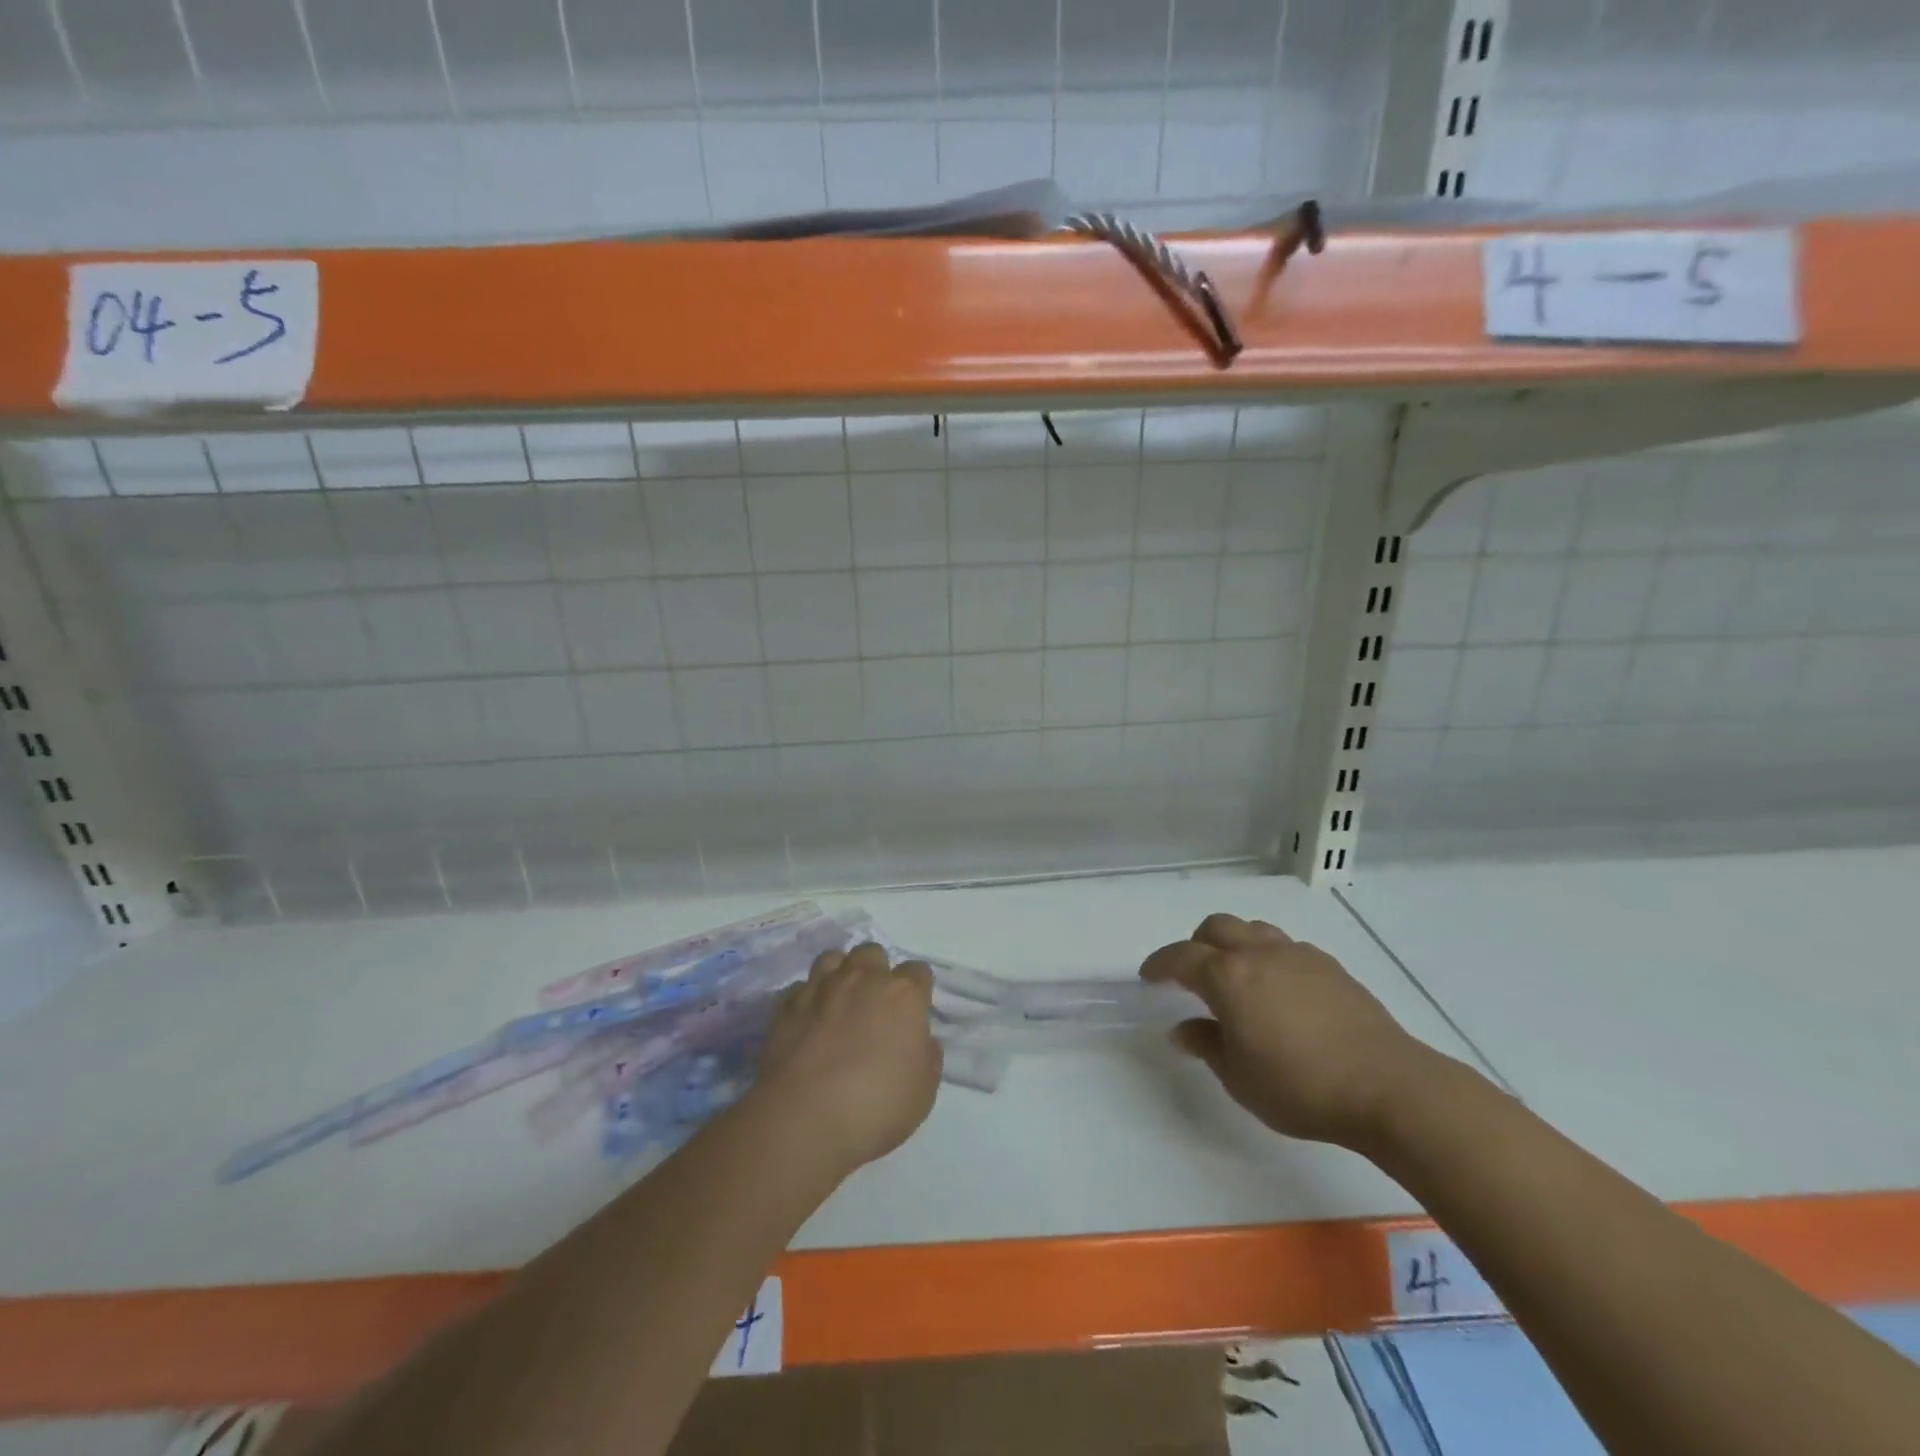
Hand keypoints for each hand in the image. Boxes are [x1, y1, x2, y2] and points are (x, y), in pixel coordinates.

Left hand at [750, 943, 942, 1178]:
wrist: (804, 1119)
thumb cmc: (876, 1106)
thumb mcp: (923, 1092)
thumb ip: (927, 1056)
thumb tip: (920, 1039)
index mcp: (903, 994)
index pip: (918, 971)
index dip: (917, 990)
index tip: (913, 1012)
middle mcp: (863, 978)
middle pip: (873, 953)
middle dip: (876, 971)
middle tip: (874, 1004)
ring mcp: (821, 987)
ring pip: (833, 958)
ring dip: (839, 974)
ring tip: (839, 1002)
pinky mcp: (787, 1004)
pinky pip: (801, 987)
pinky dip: (807, 999)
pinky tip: (808, 1021)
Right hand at [1141, 913, 1443, 1151]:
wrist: (1387, 1086)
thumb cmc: (1300, 1086)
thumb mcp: (1239, 1077)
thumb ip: (1206, 1045)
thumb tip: (1183, 1029)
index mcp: (1228, 976)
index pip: (1181, 957)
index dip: (1160, 964)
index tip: (1148, 976)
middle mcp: (1259, 953)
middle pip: (1216, 927)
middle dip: (1196, 945)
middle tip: (1193, 975)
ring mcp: (1298, 955)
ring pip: (1253, 930)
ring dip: (1235, 944)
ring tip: (1237, 977)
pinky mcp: (1330, 966)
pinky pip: (1286, 947)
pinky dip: (1270, 957)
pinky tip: (1280, 990)